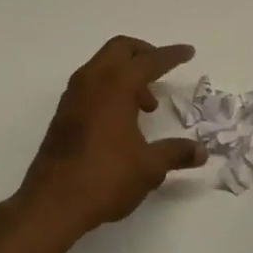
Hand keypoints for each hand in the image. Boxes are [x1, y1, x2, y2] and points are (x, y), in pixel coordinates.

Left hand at [16, 36, 205, 241]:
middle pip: (120, 49)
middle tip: (161, 72)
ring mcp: (73, 96)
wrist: (52, 203)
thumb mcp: (149, 167)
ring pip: (103, 65)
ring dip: (126, 74)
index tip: (188, 52)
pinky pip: (91, 84)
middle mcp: (92, 81)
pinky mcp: (63, 113)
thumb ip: (176, 153)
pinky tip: (121, 119)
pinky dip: (110, 88)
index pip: (149, 61)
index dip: (171, 56)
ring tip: (146, 106)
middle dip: (143, 54)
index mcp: (116, 85)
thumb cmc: (105, 177)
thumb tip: (201, 152)